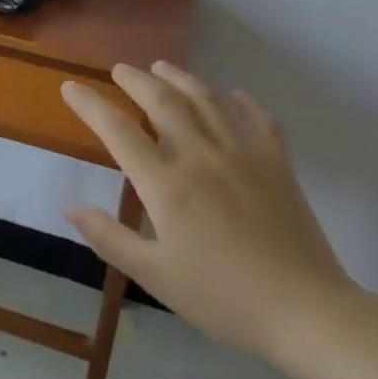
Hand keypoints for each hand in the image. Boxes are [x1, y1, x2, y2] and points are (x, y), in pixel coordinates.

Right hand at [62, 62, 358, 360]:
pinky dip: (242, 101)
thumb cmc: (223, 297)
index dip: (90, 105)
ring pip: (206, 100)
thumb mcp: (155, 276)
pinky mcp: (277, 163)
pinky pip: (258, 119)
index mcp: (166, 183)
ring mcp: (243, 154)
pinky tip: (233, 95)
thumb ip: (110, 239)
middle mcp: (201, 155)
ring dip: (180, 78)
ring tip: (162, 67)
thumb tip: (71, 209)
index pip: (118, 131)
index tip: (70, 87)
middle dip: (136, 80)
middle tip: (119, 69)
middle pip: (162, 101)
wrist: (306, 312)